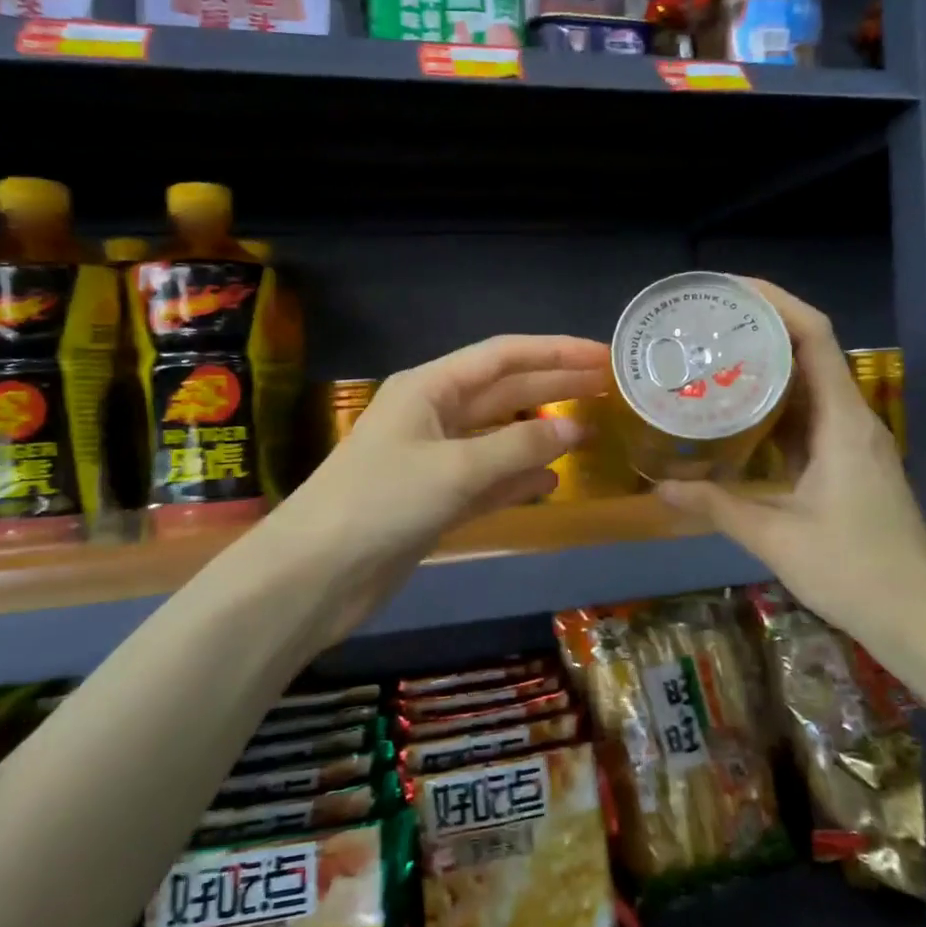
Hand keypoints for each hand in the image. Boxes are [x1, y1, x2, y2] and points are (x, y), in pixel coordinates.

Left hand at [266, 334, 610, 638]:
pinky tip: (551, 480)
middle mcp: (433, 414)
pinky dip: (518, 478)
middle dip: (554, 388)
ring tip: (591, 431)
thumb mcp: (456, 468)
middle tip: (608, 387)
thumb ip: (519, 447)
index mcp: (429, 387)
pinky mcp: (435, 499)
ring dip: (541, 434)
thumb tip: (576, 430)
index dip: (555, 352)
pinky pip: (488, 479)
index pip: (503, 356)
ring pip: (499, 436)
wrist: (317, 574)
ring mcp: (434, 459)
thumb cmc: (382, 502)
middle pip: (505, 392)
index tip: (601, 356)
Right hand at [654, 281, 925, 636]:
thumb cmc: (854, 570)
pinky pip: (808, 418)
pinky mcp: (849, 464)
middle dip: (761, 329)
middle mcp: (852, 420)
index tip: (729, 290)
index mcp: (842, 422)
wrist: (921, 618)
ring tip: (713, 359)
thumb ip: (717, 506)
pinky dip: (773, 406)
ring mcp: (853, 442)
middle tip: (705, 326)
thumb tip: (661, 487)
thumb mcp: (777, 537)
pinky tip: (738, 415)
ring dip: (766, 367)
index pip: (815, 337)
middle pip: (810, 352)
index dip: (776, 302)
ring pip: (808, 386)